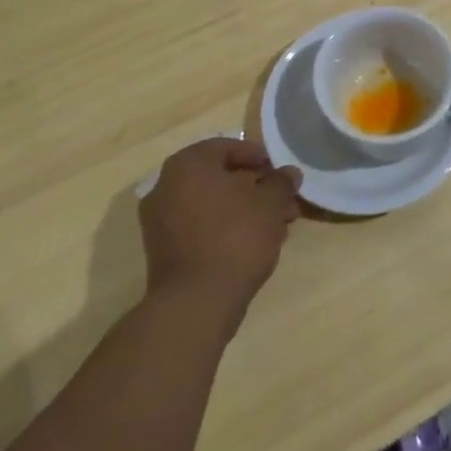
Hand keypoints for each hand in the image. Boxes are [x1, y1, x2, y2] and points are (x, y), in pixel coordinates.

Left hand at [138, 136, 301, 327]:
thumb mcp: (270, 203)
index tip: (280, 172)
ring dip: (245, 209)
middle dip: (256, 188)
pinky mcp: (164, 250)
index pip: (227, 147)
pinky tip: (255, 243)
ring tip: (277, 225)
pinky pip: (201, 227)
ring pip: (213, 204)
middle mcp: (167, 186)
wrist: (196, 303)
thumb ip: (281, 182)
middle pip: (220, 177)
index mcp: (188, 164)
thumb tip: (289, 173)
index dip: (258, 157)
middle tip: (284, 201)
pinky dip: (226, 228)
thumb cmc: (235, 238)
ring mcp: (160, 220)